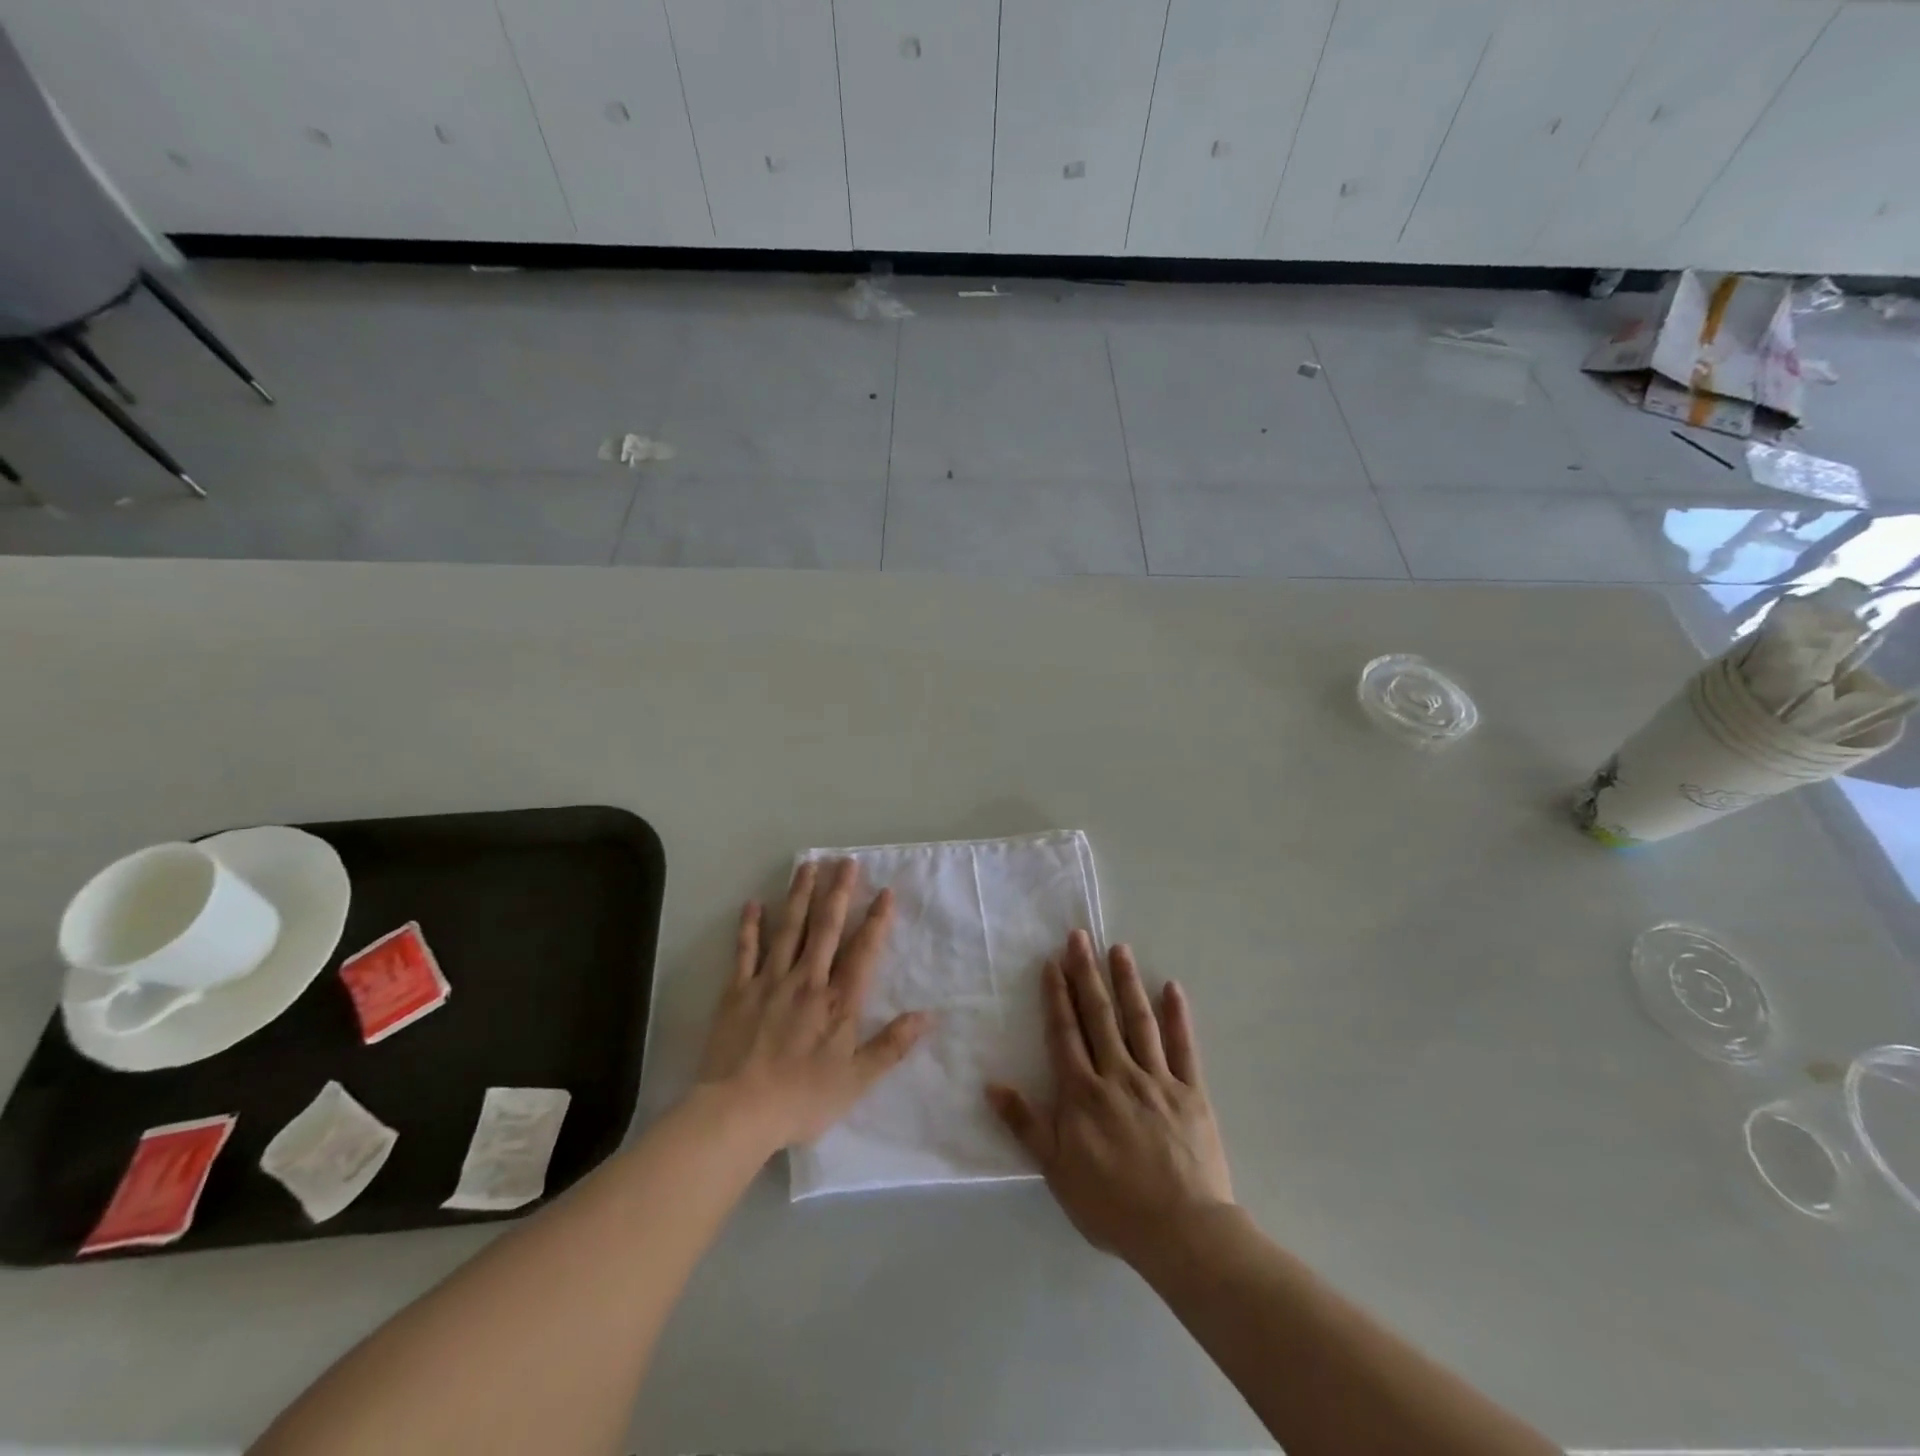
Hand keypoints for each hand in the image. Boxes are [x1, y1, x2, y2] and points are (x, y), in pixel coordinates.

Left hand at [696, 859, 929, 1151]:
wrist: (738, 1112)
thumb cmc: (802, 1098)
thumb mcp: (857, 1080)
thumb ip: (892, 1045)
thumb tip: (928, 1015)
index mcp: (838, 1001)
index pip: (863, 951)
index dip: (876, 921)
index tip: (885, 892)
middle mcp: (807, 981)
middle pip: (826, 928)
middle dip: (838, 893)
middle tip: (846, 862)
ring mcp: (770, 982)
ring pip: (789, 929)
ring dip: (800, 895)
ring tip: (808, 865)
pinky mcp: (738, 991)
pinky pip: (745, 951)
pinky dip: (750, 926)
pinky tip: (754, 903)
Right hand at [987, 930, 1232, 1265]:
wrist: (1181, 1232)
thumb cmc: (1112, 1204)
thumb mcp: (1056, 1169)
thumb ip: (1026, 1124)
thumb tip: (991, 1085)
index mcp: (1083, 1092)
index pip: (1065, 1033)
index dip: (1057, 996)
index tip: (1052, 962)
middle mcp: (1118, 1074)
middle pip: (1099, 1015)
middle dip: (1087, 974)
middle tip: (1080, 936)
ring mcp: (1157, 1080)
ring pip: (1139, 1021)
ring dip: (1127, 982)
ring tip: (1118, 949)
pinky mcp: (1191, 1092)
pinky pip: (1183, 1047)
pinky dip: (1178, 1016)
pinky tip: (1172, 988)